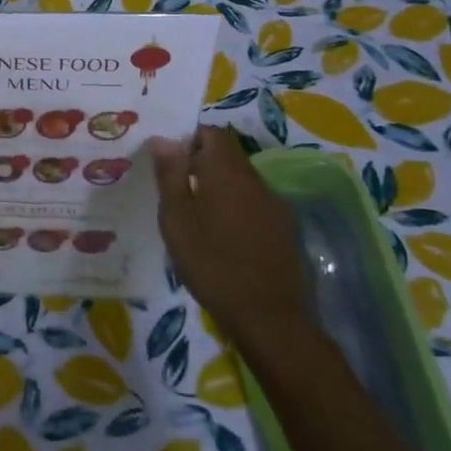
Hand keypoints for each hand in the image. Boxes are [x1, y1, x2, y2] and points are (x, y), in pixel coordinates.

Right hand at [151, 126, 314, 365]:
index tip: (170, 160)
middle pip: (229, 157)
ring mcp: (275, 207)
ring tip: (196, 216)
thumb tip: (164, 139)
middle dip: (202, 164)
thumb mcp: (176, 217)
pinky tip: (223, 238)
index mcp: (227, 172)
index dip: (190, 138)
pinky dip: (237, 210)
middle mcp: (256, 181)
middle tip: (176, 189)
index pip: (213, 133)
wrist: (268, 317)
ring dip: (220, 189)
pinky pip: (255, 206)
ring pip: (242, 183)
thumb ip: (170, 174)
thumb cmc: (210, 261)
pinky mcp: (286, 232)